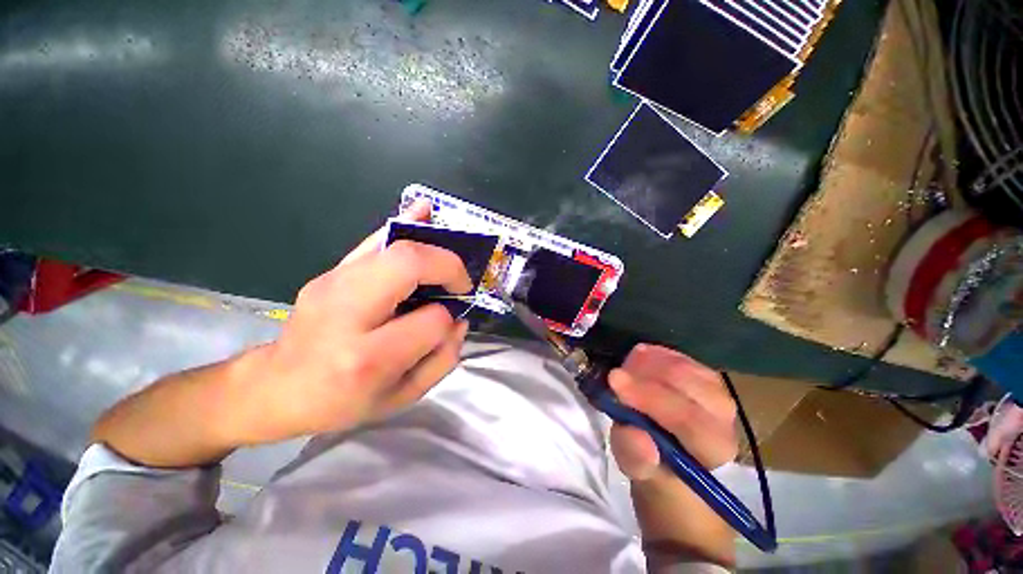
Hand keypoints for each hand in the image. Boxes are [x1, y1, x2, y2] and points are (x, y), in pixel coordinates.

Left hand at [227, 201, 472, 445]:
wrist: (277, 387)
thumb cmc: (342, 402)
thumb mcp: (400, 397)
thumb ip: (441, 360)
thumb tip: (460, 320)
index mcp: (368, 358)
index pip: (430, 321)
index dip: (448, 318)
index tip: (448, 322)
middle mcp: (347, 314)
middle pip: (408, 265)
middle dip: (446, 266)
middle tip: (459, 282)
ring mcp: (334, 285)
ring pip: (394, 246)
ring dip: (433, 247)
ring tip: (451, 257)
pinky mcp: (331, 272)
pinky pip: (374, 241)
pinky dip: (404, 223)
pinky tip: (423, 210)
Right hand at [608, 345, 737, 480]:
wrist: (672, 453)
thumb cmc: (655, 464)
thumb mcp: (637, 468)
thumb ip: (636, 456)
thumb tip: (635, 434)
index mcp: (713, 447)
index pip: (687, 418)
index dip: (648, 396)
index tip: (613, 380)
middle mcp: (724, 415)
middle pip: (683, 381)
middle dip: (642, 373)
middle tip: (614, 376)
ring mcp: (717, 389)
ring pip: (679, 363)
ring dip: (645, 363)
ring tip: (624, 371)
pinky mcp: (704, 372)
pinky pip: (676, 354)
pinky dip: (652, 354)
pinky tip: (637, 360)